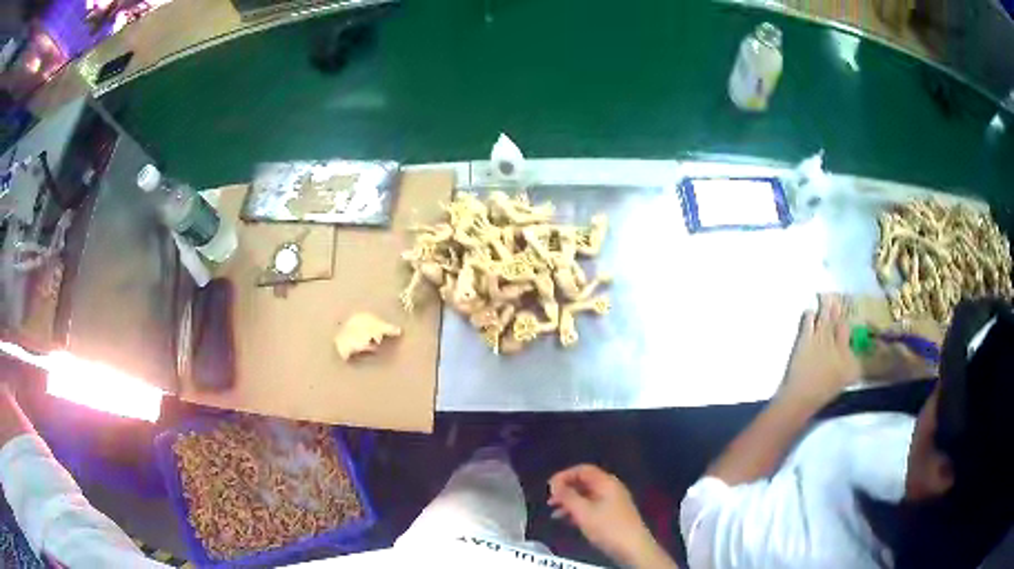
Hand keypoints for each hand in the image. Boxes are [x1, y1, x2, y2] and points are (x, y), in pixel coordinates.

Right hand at [548, 465, 675, 568]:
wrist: (632, 547)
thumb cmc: (607, 527)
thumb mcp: (583, 512)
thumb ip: (567, 496)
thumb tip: (554, 484)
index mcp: (606, 482)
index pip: (583, 469)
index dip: (564, 475)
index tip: (549, 487)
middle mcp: (611, 488)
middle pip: (585, 482)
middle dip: (566, 490)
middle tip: (549, 501)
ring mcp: (613, 502)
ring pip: (587, 496)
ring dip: (570, 502)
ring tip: (554, 513)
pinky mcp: (613, 515)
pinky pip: (592, 506)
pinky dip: (578, 511)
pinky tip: (568, 521)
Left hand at [779, 294, 859, 407]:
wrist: (801, 398)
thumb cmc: (823, 392)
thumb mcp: (845, 379)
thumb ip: (852, 364)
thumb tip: (855, 353)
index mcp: (847, 355)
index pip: (848, 332)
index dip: (845, 322)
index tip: (844, 315)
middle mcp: (836, 343)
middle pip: (837, 321)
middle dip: (836, 309)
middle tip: (835, 298)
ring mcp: (820, 339)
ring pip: (824, 317)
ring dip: (825, 306)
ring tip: (825, 297)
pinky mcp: (805, 339)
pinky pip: (809, 320)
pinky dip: (809, 315)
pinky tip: (809, 312)